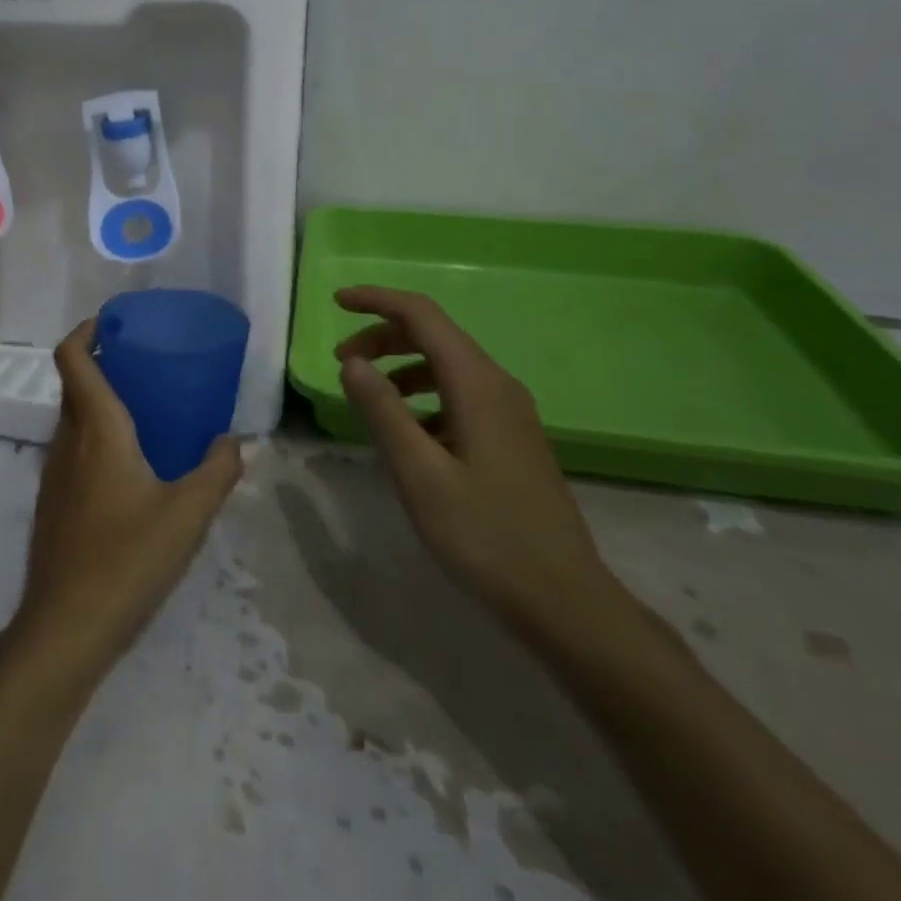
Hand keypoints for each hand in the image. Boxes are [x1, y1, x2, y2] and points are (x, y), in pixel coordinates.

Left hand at [7, 320, 242, 682]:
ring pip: (72, 420)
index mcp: (96, 429)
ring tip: (145, 415)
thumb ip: (218, 471)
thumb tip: (235, 441)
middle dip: (103, 366)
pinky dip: (95, 440)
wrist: (65, 628)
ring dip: (100, 404)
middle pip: (74, 385)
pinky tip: (130, 472)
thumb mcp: (188, 513)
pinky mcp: (52, 505)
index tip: (113, 323)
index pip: (72, 358)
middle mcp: (67, 441)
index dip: (86, 331)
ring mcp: (53, 475)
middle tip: (145, 367)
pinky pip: (72, 452)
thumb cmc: (127, 558)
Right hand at [334, 286, 620, 634]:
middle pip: (434, 336)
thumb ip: (383, 411)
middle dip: (383, 337)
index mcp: (478, 384)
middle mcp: (497, 386)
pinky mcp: (510, 437)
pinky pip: (458, 395)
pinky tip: (405, 432)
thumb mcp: (420, 474)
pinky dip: (422, 395)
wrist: (564, 600)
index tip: (336, 301)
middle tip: (342, 362)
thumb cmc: (486, 536)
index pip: (422, 316)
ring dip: (400, 367)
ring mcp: (509, 412)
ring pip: (446, 366)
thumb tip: (352, 362)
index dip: (377, 300)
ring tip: (366, 395)